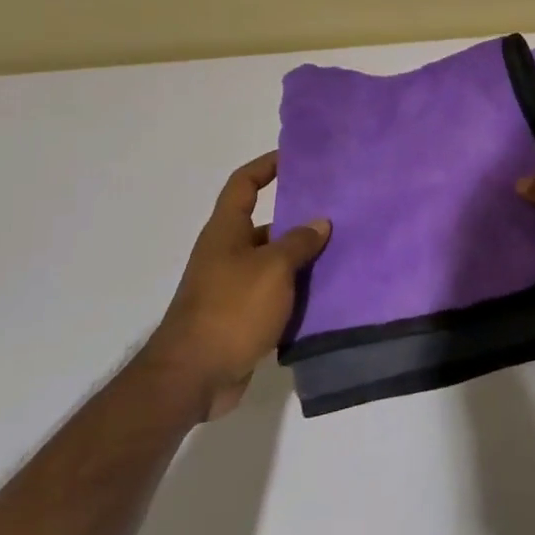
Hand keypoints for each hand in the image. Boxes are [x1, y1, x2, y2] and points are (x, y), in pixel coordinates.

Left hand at [156, 152, 329, 420]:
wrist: (193, 376)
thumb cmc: (231, 309)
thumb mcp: (273, 268)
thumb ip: (299, 242)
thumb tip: (320, 222)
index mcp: (226, 231)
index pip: (244, 184)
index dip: (266, 166)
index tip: (296, 157)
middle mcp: (227, 253)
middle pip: (264, 224)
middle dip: (298, 218)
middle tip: (337, 212)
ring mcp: (232, 287)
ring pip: (273, 262)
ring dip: (301, 259)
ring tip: (341, 252)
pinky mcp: (241, 318)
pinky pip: (274, 295)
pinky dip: (296, 292)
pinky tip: (326, 294)